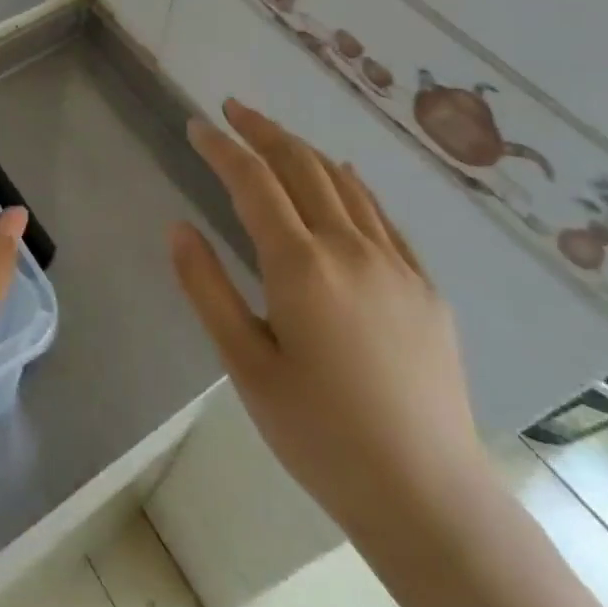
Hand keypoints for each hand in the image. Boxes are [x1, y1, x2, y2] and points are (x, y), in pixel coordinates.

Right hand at [169, 98, 483, 533]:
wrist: (429, 496)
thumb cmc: (321, 434)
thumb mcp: (246, 366)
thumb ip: (207, 289)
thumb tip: (179, 227)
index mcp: (301, 265)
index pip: (253, 181)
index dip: (221, 147)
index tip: (198, 125)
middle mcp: (349, 247)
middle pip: (301, 165)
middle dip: (263, 131)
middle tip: (233, 110)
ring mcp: (394, 262)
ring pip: (343, 181)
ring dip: (304, 149)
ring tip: (274, 136)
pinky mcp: (424, 285)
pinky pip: (382, 214)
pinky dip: (353, 183)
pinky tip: (344, 176)